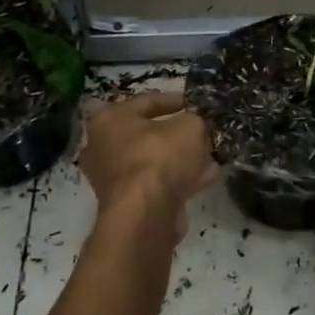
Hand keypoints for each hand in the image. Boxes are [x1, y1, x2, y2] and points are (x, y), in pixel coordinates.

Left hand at [79, 89, 218, 221]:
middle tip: (204, 132)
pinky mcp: (125, 203)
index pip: (147, 101)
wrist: (145, 214)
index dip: (176, 100)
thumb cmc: (159, 157)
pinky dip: (179, 180)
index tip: (197, 103)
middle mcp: (103, 146)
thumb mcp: (189, 126)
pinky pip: (157, 183)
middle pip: (149, 134)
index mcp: (110, 119)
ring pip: (155, 161)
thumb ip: (195, 120)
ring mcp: (112, 177)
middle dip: (180, 134)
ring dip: (183, 159)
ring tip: (211, 156)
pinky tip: (206, 177)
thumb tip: (197, 125)